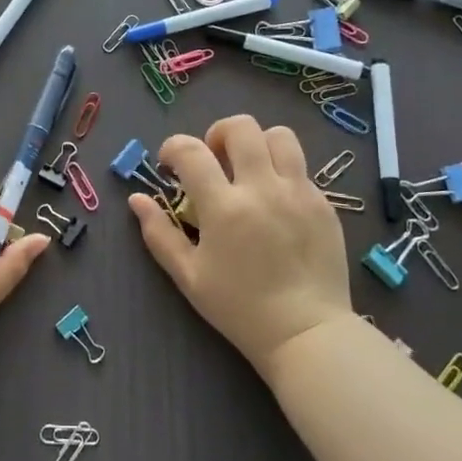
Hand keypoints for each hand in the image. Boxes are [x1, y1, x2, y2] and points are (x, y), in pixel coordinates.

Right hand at [129, 115, 352, 381]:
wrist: (307, 333)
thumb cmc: (240, 308)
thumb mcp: (189, 276)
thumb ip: (159, 233)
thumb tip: (137, 199)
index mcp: (224, 207)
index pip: (192, 151)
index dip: (173, 147)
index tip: (169, 163)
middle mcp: (263, 188)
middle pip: (241, 127)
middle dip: (217, 134)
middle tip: (213, 159)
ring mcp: (299, 192)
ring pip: (279, 136)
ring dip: (257, 144)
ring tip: (249, 169)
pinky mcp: (324, 203)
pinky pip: (301, 168)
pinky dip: (281, 172)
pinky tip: (275, 202)